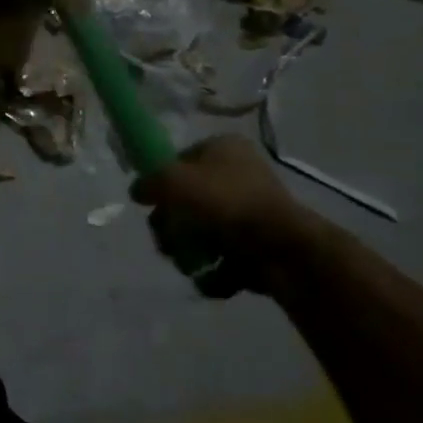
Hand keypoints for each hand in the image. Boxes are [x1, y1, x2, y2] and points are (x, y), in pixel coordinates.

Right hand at [130, 135, 312, 295]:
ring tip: (192, 264)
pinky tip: (213, 274)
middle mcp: (240, 174)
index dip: (161, 181)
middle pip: (186, 200)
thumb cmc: (224, 203)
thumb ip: (147, 182)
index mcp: (223, 148)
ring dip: (188, 252)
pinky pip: (223, 257)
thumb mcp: (170, 181)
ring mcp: (252, 212)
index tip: (151, 202)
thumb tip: (139, 191)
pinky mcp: (260, 246)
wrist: (283, 249)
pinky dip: (214, 271)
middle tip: (169, 240)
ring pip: (201, 232)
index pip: (178, 160)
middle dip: (172, 227)